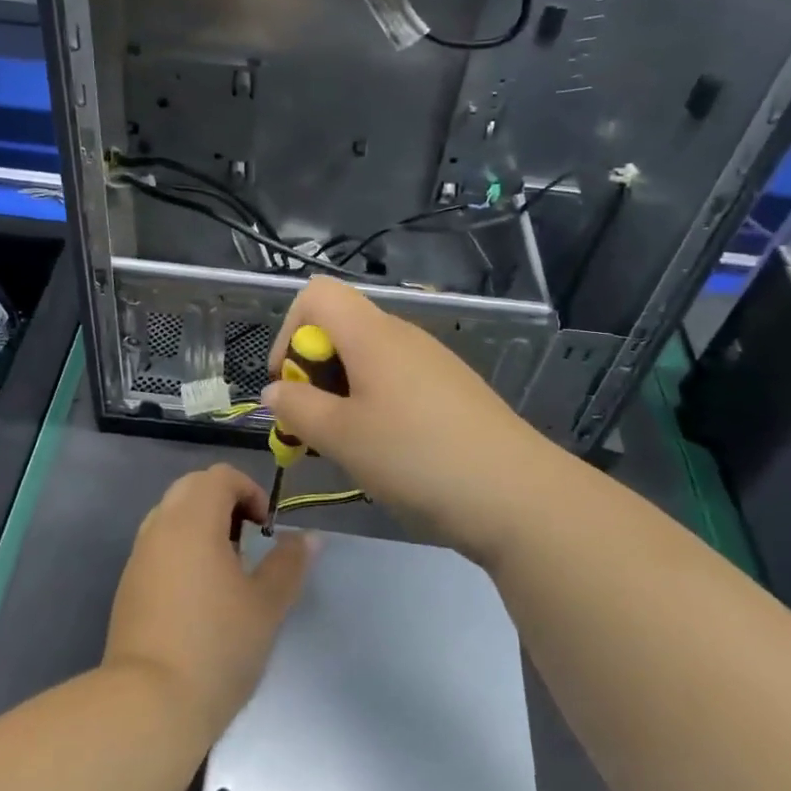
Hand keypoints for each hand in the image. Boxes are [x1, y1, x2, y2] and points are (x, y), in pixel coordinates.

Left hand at [103, 465, 313, 740]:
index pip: (220, 476)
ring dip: (201, 524)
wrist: (148, 704)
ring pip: (171, 514)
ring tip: (226, 568)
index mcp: (193, 520)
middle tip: (248, 541)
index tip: (267, 529)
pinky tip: (199, 594)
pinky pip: (158, 545)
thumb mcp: (267, 605)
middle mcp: (160, 527)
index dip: (250, 491)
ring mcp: (139, 556)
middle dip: (224, 502)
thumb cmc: (217, 646)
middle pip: (192, 487)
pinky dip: (181, 548)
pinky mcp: (128, 585)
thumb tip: (310, 537)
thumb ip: (289, 563)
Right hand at [261, 277, 558, 568]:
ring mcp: (432, 362)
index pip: (316, 295)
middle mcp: (403, 336)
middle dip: (312, 373)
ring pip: (368, 359)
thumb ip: (297, 408)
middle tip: (312, 427)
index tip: (287, 385)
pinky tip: (388, 452)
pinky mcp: (453, 390)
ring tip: (346, 446)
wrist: (517, 494)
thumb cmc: (416, 457)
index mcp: (372, 334)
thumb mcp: (341, 437)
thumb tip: (274, 391)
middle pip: (340, 328)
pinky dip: (375, 405)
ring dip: (341, 394)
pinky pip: (397, 381)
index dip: (288, 333)